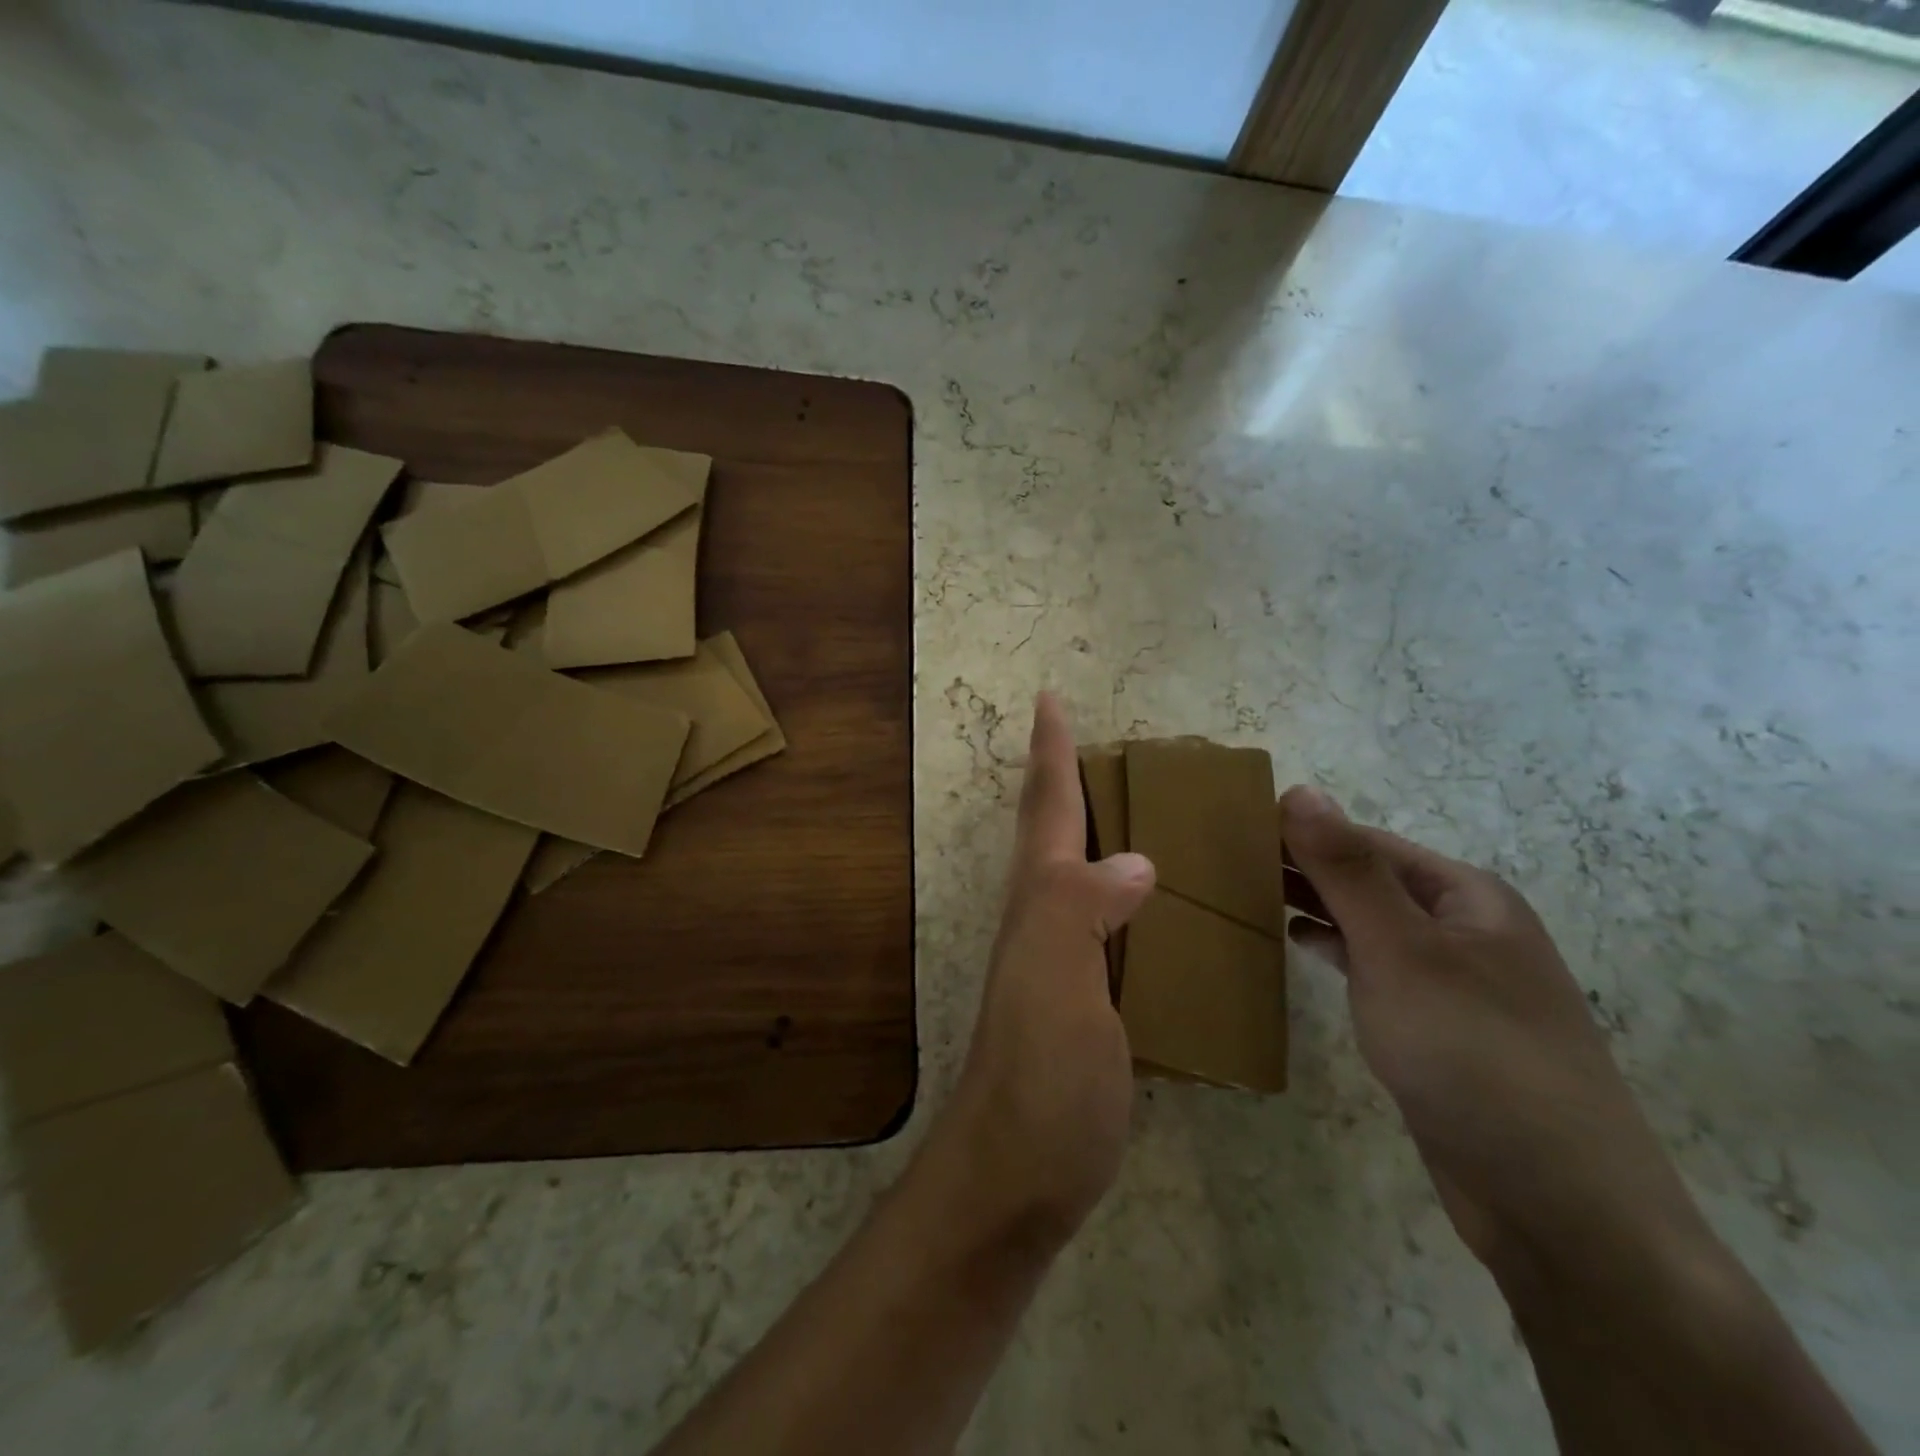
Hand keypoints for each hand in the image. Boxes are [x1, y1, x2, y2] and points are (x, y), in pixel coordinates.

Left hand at [931, 693, 1155, 1245]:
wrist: (1022, 1171)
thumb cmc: (1041, 1072)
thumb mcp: (1057, 981)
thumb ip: (1084, 909)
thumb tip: (1136, 859)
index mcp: (1042, 900)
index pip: (1047, 808)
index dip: (1051, 751)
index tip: (1050, 699)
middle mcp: (1048, 918)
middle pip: (1056, 831)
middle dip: (1073, 778)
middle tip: (1109, 742)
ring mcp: (1067, 960)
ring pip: (1084, 873)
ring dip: (1104, 830)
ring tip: (1145, 804)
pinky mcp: (1091, 1000)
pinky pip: (1116, 924)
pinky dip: (1134, 895)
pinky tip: (1165, 901)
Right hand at [1279, 787, 1709, 1283]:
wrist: (1558, 1205)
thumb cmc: (1474, 1055)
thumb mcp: (1402, 951)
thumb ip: (1349, 871)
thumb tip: (1300, 791)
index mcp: (1466, 896)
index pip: (1366, 841)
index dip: (1302, 830)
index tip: (1233, 829)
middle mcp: (1465, 928)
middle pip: (1369, 879)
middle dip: (1304, 866)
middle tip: (1225, 863)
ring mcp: (1454, 982)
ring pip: (1370, 924)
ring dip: (1315, 905)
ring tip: (1247, 895)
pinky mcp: (1438, 1028)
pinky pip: (1375, 968)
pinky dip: (1334, 949)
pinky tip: (1298, 945)